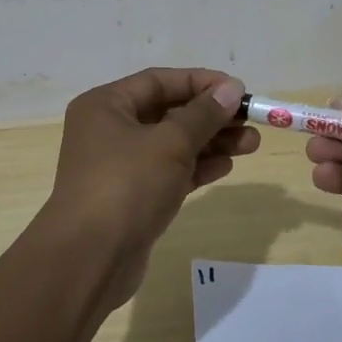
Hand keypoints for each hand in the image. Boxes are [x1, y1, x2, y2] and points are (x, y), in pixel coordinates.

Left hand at [40, 67, 257, 309]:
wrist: (89, 260)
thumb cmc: (127, 186)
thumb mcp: (170, 143)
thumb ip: (203, 114)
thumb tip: (231, 88)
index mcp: (106, 105)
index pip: (159, 81)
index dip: (201, 82)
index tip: (239, 90)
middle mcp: (109, 130)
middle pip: (168, 112)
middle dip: (211, 116)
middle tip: (250, 121)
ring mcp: (119, 166)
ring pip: (172, 144)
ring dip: (210, 142)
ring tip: (251, 144)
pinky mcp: (132, 197)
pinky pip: (169, 172)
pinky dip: (196, 167)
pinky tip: (226, 166)